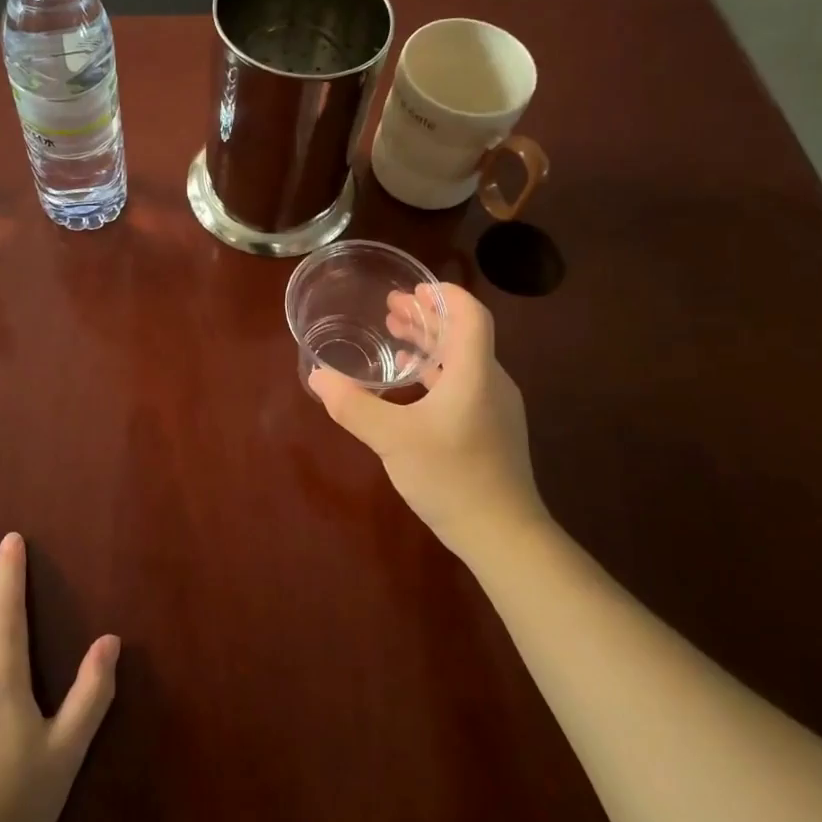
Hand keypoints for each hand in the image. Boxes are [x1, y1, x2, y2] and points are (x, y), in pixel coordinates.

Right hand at [308, 282, 541, 557]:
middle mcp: (491, 382)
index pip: (470, 315)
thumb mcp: (392, 439)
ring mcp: (495, 407)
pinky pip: (464, 383)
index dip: (444, 294)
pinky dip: (436, 371)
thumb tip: (318, 376)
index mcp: (474, 373)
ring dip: (430, 343)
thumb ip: (352, 405)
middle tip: (391, 306)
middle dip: (428, 315)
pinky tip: (410, 384)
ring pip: (463, 359)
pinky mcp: (491, 429)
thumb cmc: (451, 476)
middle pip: (464, 333)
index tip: (412, 287)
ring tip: (396, 335)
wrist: (503, 534)